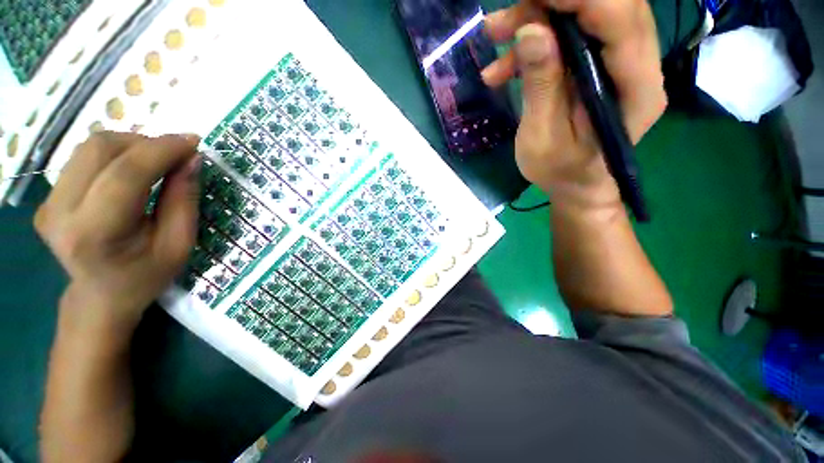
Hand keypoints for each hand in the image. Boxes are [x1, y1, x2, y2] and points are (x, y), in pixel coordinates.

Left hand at [35, 132, 200, 330]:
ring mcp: (48, 203)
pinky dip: (116, 153)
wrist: (101, 295)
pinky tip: (134, 168)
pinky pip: (84, 157)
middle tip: (177, 154)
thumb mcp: (179, 244)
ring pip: (90, 147)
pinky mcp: (48, 197)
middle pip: (100, 150)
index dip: (162, 149)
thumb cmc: (146, 275)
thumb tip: (191, 159)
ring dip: (131, 144)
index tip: (193, 142)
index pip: (125, 174)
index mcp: (95, 234)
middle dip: (146, 143)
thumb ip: (183, 200)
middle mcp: (60, 213)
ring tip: (158, 160)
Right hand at [483, 0, 666, 208]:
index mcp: (636, 88)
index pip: (619, 19)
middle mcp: (638, 64)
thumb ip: (542, 86)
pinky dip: (533, 44)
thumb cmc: (561, 171)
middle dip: (552, 1)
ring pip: (585, 14)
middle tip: (504, 17)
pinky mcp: (598, 64)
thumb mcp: (543, 137)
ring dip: (535, 19)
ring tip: (493, 35)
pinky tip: (501, 68)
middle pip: (606, 4)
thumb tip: (531, 30)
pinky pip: (570, 36)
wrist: (576, 183)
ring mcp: (619, 61)